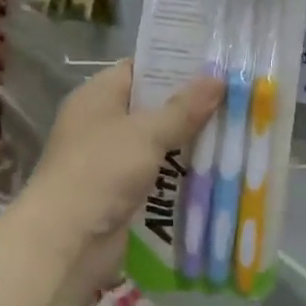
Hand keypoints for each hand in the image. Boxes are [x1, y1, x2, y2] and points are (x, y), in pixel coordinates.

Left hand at [25, 60, 221, 287]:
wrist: (67, 240)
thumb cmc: (100, 171)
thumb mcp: (146, 132)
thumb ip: (184, 108)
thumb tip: (218, 78)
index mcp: (97, 97)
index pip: (138, 69)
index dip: (174, 65)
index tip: (215, 65)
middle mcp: (102, 124)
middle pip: (152, 108)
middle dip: (191, 108)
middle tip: (238, 101)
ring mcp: (111, 161)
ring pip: (159, 145)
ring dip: (191, 145)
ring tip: (238, 134)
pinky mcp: (121, 194)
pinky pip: (158, 177)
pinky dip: (181, 176)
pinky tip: (218, 173)